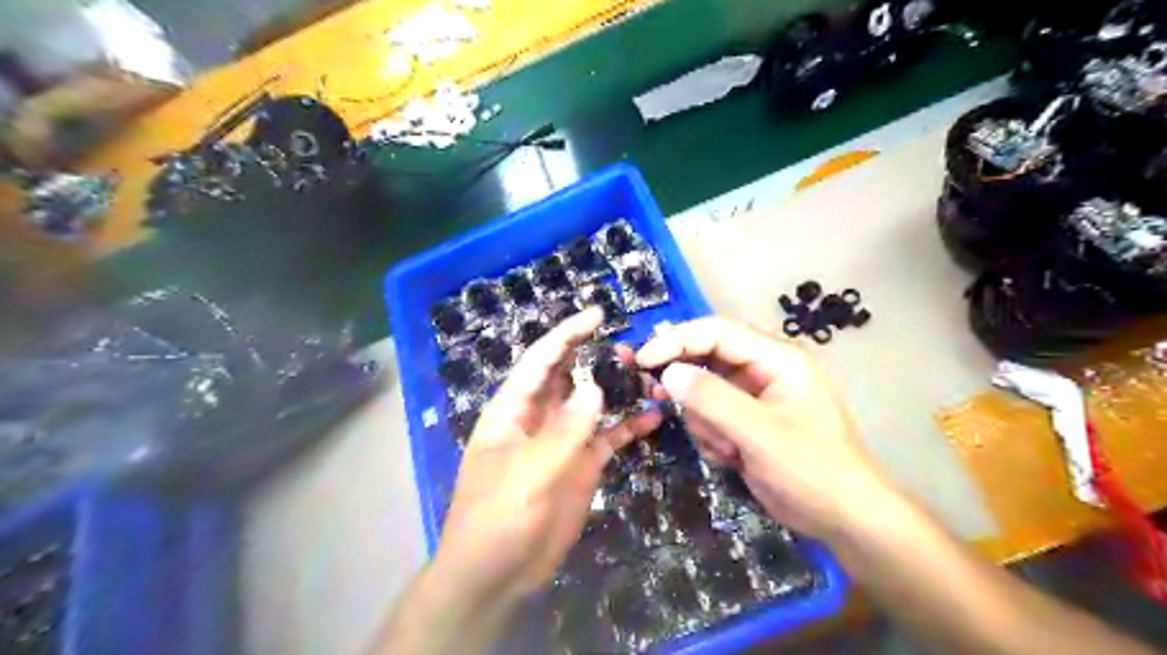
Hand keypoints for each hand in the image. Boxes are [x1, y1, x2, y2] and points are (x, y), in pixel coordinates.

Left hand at [434, 310, 664, 605]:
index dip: (567, 334)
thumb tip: (594, 387)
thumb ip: (564, 429)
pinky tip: (653, 416)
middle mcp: (539, 417)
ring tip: (648, 376)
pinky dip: (629, 425)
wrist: (498, 575)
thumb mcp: (529, 472)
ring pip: (592, 403)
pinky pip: (608, 436)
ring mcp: (563, 441)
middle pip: (569, 376)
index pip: (542, 361)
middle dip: (596, 356)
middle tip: (633, 348)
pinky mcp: (581, 464)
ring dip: (617, 389)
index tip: (597, 314)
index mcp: (514, 410)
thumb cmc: (498, 519)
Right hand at [636, 317, 899, 542]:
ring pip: (703, 392)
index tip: (644, 360)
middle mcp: (763, 370)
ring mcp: (754, 398)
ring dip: (704, 422)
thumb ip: (711, 399)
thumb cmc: (812, 469)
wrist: (843, 518)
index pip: (717, 332)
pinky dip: (712, 437)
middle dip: (688, 387)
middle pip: (706, 359)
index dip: (677, 340)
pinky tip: (731, 459)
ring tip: (726, 448)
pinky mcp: (746, 422)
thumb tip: (668, 373)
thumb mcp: (759, 433)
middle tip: (660, 400)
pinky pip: (710, 417)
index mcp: (777, 358)